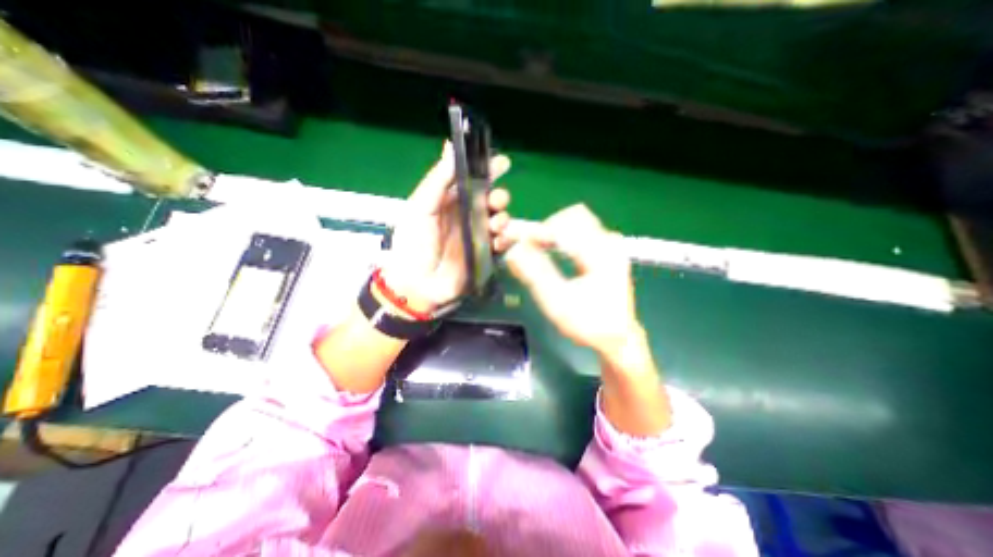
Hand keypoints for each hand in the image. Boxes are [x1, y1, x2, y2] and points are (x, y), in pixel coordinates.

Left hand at [381, 141, 511, 313]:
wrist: (417, 284)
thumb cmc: (414, 243)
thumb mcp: (421, 207)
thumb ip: (438, 179)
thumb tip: (451, 146)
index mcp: (450, 201)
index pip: (472, 180)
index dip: (488, 170)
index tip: (503, 163)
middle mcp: (466, 216)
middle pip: (491, 201)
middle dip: (499, 197)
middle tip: (497, 200)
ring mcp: (477, 236)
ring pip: (499, 221)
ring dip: (503, 218)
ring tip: (496, 223)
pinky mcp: (485, 255)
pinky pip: (502, 244)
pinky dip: (506, 240)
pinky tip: (500, 240)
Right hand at [506, 205, 644, 357]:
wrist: (618, 338)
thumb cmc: (589, 323)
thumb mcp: (558, 301)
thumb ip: (535, 273)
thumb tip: (513, 250)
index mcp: (601, 252)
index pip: (566, 223)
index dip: (539, 230)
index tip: (519, 242)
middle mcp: (609, 242)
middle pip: (573, 217)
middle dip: (547, 228)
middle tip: (529, 247)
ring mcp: (610, 246)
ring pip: (576, 223)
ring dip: (554, 233)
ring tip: (537, 250)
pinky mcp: (606, 252)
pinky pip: (581, 233)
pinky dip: (562, 239)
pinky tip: (552, 253)